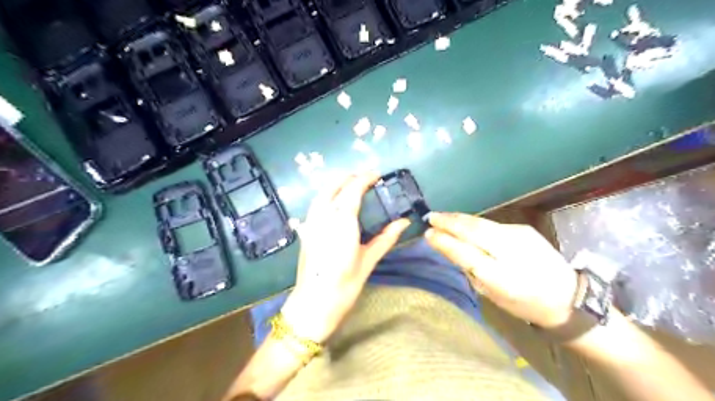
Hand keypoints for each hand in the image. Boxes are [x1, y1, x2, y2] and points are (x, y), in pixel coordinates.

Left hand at [283, 174, 409, 342]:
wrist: (314, 303)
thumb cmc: (345, 284)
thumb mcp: (368, 260)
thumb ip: (386, 238)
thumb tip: (404, 222)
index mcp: (342, 221)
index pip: (353, 190)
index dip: (364, 178)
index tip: (376, 175)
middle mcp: (324, 216)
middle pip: (334, 186)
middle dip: (350, 177)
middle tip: (366, 178)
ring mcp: (311, 222)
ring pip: (322, 193)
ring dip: (337, 184)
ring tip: (351, 185)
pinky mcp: (306, 230)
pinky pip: (316, 204)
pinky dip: (327, 195)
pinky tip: (335, 202)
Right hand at [426, 212, 576, 328]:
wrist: (567, 295)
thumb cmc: (524, 302)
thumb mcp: (492, 295)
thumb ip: (471, 271)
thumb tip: (452, 250)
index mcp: (500, 276)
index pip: (464, 253)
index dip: (444, 241)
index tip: (428, 233)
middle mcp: (509, 250)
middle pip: (472, 230)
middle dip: (448, 222)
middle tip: (430, 217)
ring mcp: (518, 236)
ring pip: (480, 222)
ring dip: (459, 218)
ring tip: (442, 216)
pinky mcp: (523, 228)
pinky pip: (491, 224)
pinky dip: (474, 223)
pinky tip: (465, 222)